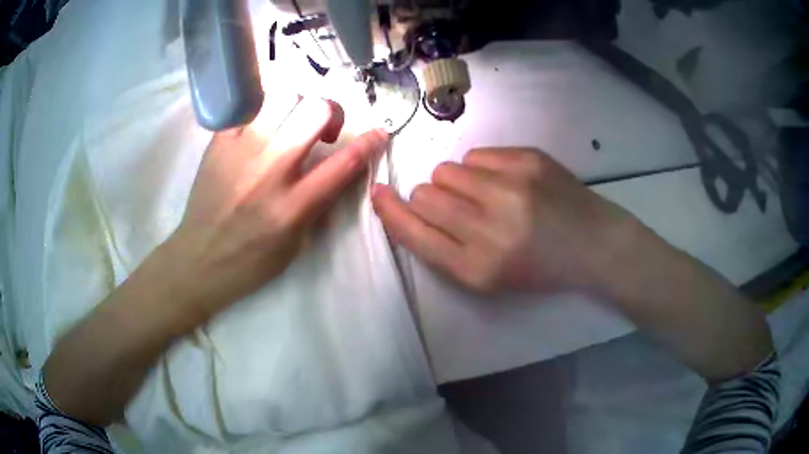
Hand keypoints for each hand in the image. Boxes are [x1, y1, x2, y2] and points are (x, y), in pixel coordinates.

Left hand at [171, 97, 387, 316]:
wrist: (197, 261)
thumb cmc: (250, 262)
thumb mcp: (296, 245)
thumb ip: (320, 203)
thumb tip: (341, 167)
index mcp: (292, 206)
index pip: (344, 162)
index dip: (370, 143)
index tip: (379, 133)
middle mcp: (269, 171)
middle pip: (316, 110)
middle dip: (332, 113)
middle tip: (323, 130)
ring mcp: (240, 152)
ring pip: (283, 97)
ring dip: (297, 107)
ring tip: (289, 125)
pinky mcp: (218, 142)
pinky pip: (249, 105)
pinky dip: (264, 109)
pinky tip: (261, 127)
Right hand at [372, 148, 636, 293]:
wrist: (593, 244)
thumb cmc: (539, 268)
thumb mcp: (489, 277)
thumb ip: (444, 247)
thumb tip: (408, 206)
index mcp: (478, 267)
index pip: (414, 232)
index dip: (391, 212)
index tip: (379, 194)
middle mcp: (490, 228)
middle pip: (425, 194)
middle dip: (432, 199)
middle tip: (459, 208)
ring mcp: (511, 188)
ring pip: (447, 170)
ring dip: (456, 183)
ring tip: (486, 195)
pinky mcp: (527, 160)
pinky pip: (476, 156)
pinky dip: (482, 169)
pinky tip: (507, 183)